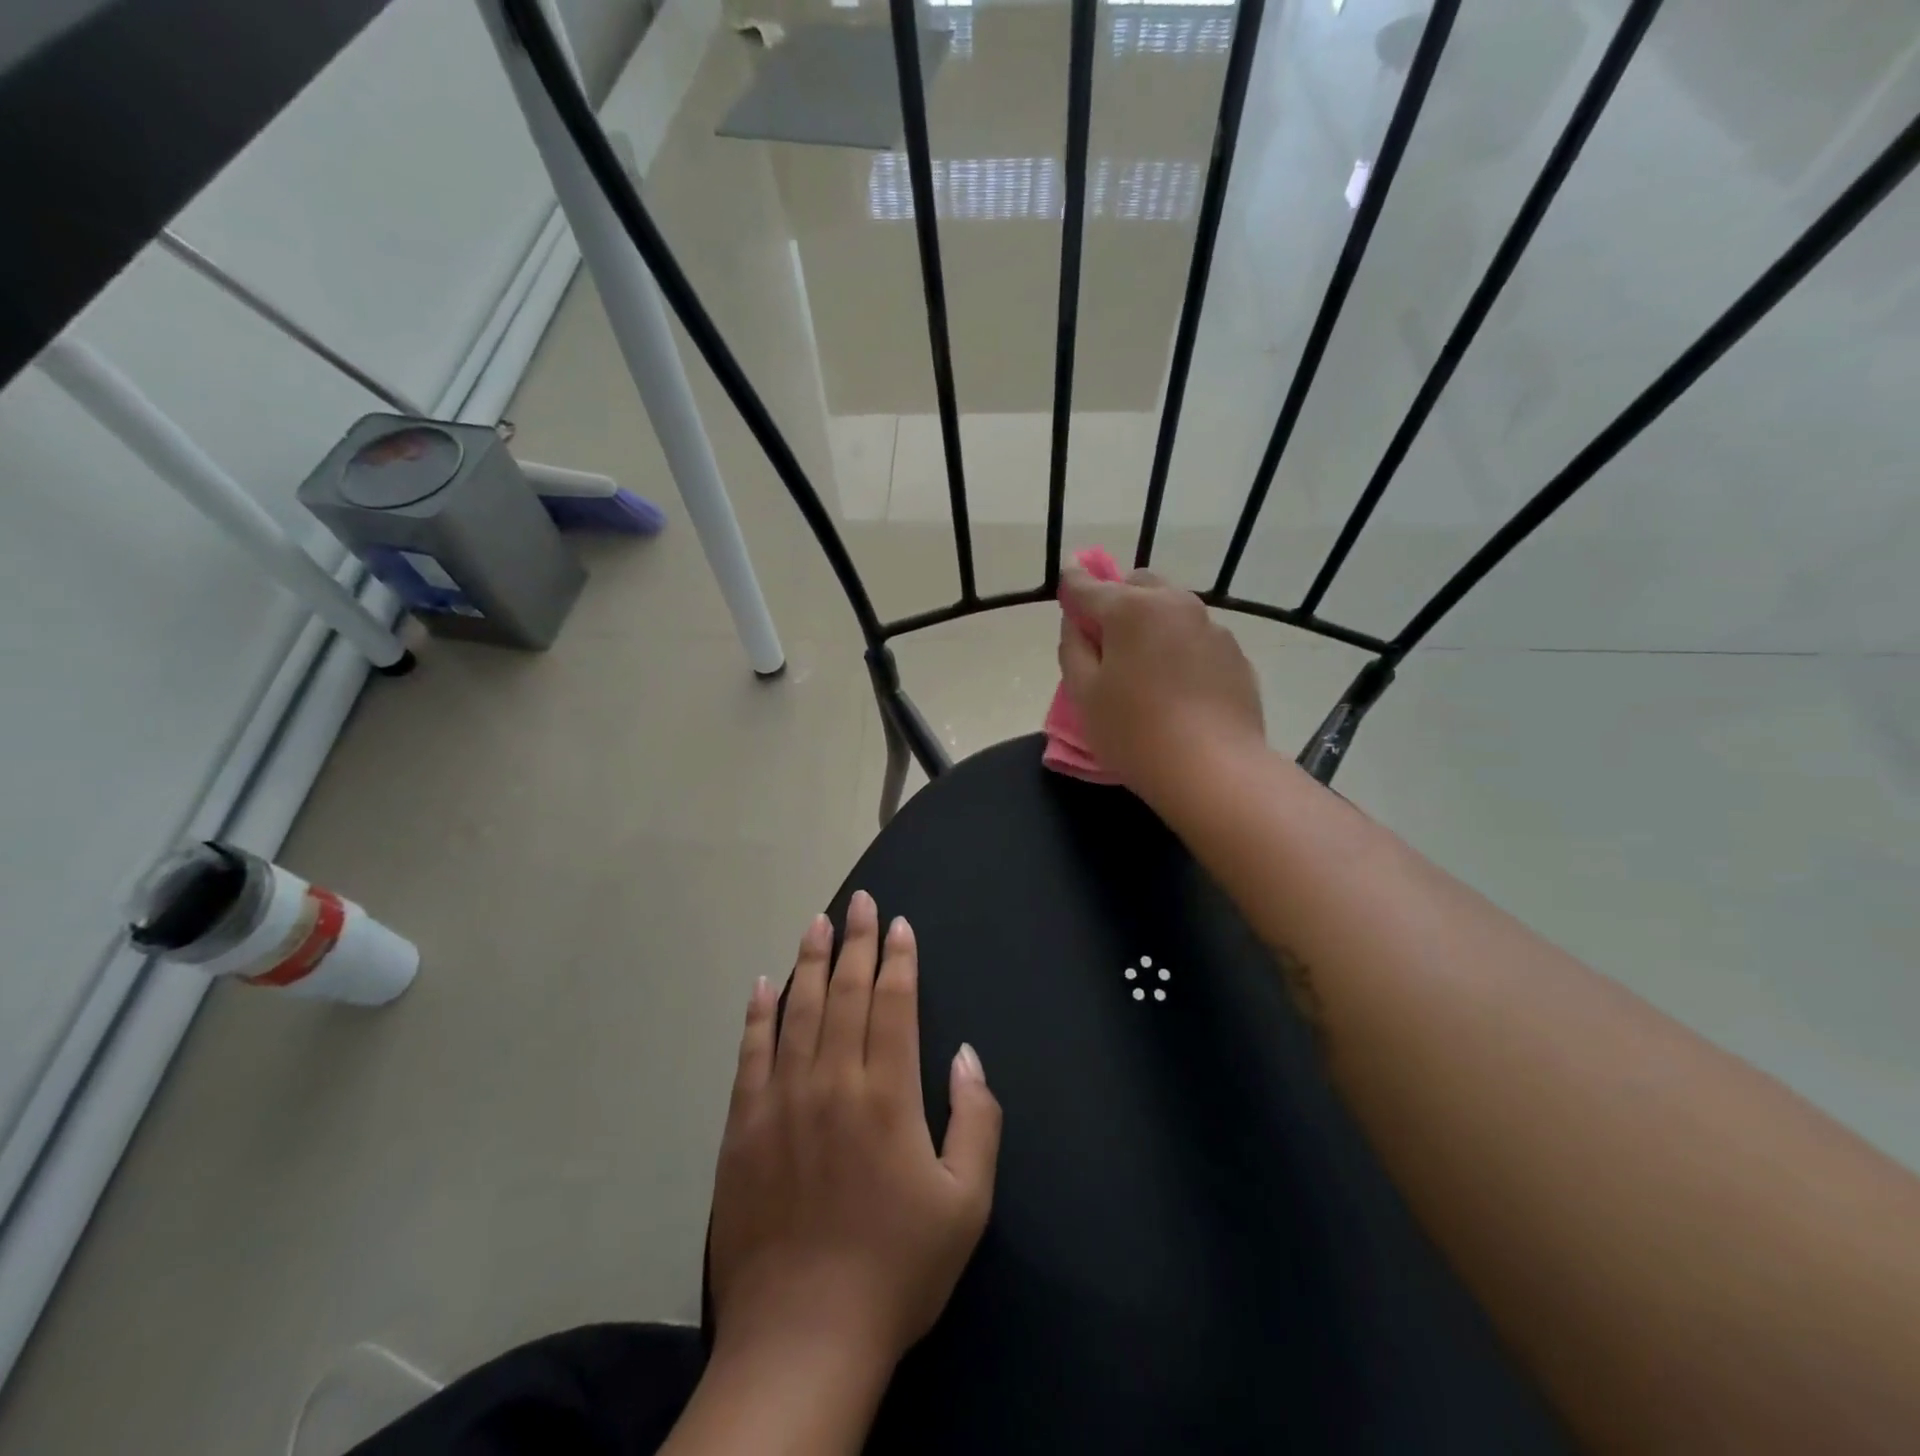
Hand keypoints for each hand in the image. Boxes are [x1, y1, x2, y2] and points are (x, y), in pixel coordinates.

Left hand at [708, 891, 1002, 1375]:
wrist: (802, 1340)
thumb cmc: (895, 1269)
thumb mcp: (966, 1204)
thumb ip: (976, 1120)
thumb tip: (965, 1055)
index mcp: (887, 1096)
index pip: (894, 1005)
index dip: (898, 960)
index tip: (899, 925)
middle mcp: (832, 1083)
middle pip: (845, 994)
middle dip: (856, 942)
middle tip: (860, 902)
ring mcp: (781, 1102)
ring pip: (797, 1012)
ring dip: (809, 962)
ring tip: (816, 923)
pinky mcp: (743, 1128)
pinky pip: (750, 1054)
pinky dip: (758, 1015)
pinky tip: (762, 985)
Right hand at [1057, 565, 1265, 809]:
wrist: (1214, 770)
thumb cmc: (1134, 732)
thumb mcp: (1083, 694)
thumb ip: (1072, 648)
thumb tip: (1077, 623)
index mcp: (1131, 608)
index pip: (1087, 585)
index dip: (1071, 587)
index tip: (1066, 593)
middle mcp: (1175, 604)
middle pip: (1137, 585)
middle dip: (1117, 601)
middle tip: (1106, 642)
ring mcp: (1212, 628)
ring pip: (1172, 609)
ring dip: (1152, 623)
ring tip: (1145, 668)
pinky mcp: (1235, 655)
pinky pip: (1197, 638)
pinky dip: (1180, 648)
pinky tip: (1178, 688)